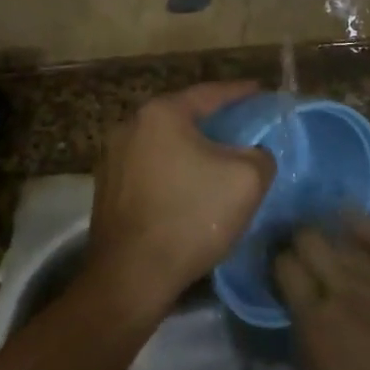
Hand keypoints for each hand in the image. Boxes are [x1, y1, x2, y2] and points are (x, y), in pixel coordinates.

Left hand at [87, 83, 274, 320]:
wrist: (130, 277)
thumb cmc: (190, 217)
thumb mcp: (247, 180)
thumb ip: (260, 154)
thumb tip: (255, 153)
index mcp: (161, 113)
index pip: (210, 93)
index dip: (240, 93)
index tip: (261, 92)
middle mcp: (131, 125)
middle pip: (184, 117)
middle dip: (215, 122)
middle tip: (244, 127)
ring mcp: (113, 157)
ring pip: (165, 144)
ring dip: (192, 149)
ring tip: (219, 159)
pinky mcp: (108, 188)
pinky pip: (151, 168)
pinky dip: (173, 171)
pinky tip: (190, 188)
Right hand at [274, 216, 369, 369]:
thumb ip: (311, 368)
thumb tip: (304, 343)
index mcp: (316, 324)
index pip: (284, 270)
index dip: (278, 265)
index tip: (279, 270)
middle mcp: (342, 289)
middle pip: (309, 240)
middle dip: (299, 241)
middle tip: (300, 253)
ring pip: (342, 237)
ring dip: (328, 236)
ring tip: (324, 239)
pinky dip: (362, 226)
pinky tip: (351, 217)